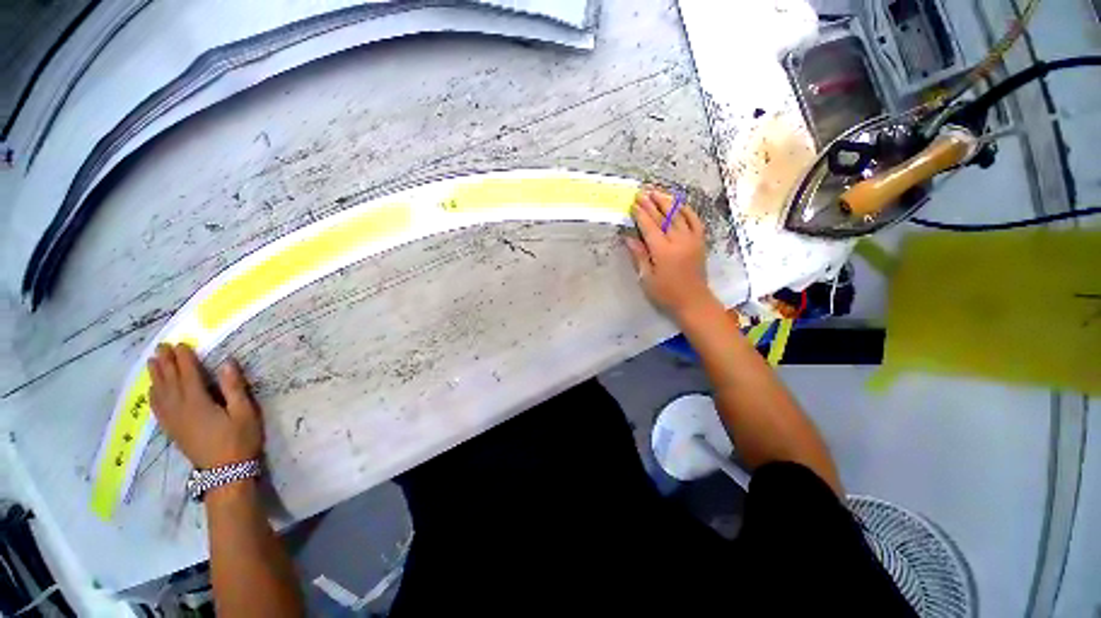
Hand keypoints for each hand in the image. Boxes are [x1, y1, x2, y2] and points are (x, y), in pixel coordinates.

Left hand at [148, 343, 263, 469]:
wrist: (225, 471)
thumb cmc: (240, 439)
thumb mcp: (245, 412)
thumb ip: (234, 388)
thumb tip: (226, 363)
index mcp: (198, 402)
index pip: (188, 375)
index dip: (184, 359)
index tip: (180, 343)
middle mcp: (180, 409)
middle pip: (169, 382)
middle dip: (165, 363)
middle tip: (161, 347)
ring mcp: (173, 421)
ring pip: (159, 394)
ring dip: (155, 377)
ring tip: (152, 362)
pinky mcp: (172, 430)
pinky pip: (157, 409)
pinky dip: (153, 396)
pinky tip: (152, 391)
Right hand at [625, 189, 715, 318]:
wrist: (693, 301)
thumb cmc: (666, 293)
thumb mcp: (647, 278)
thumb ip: (639, 255)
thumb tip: (628, 238)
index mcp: (663, 251)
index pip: (650, 226)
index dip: (640, 213)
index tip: (633, 202)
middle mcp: (678, 241)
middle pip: (664, 217)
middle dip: (652, 203)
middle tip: (643, 192)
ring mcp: (692, 239)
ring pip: (679, 215)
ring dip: (667, 202)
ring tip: (657, 192)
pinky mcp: (700, 242)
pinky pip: (695, 221)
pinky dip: (687, 210)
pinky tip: (680, 204)